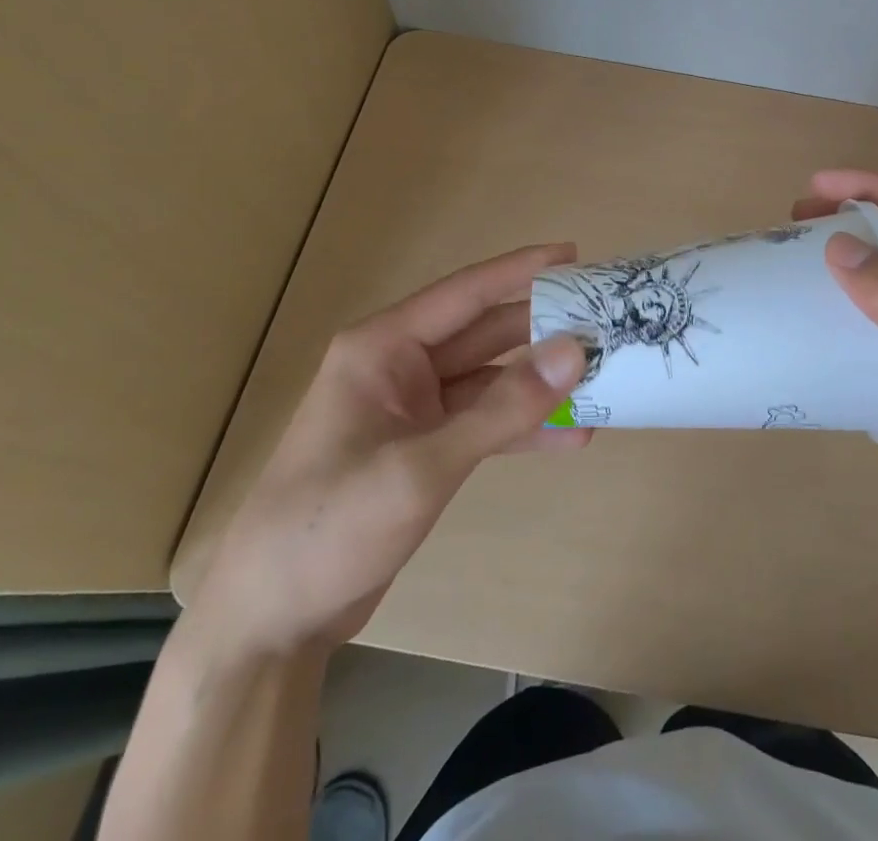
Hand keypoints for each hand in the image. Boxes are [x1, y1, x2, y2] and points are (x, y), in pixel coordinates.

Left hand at [191, 244, 591, 657]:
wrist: (270, 622)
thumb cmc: (328, 527)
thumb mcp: (420, 466)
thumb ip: (501, 409)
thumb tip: (575, 351)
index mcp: (383, 347)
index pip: (466, 293)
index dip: (521, 270)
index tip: (576, 255)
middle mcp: (401, 367)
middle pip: (486, 333)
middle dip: (543, 328)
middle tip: (607, 320)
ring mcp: (414, 409)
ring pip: (492, 379)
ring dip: (541, 382)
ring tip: (604, 378)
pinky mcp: (425, 448)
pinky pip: (486, 422)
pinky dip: (524, 427)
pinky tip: (572, 436)